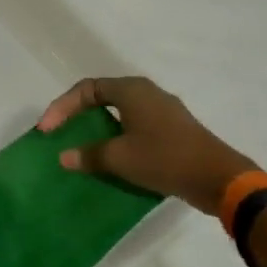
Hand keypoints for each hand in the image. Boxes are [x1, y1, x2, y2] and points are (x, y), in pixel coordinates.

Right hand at [37, 76, 255, 215]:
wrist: (219, 178)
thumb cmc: (165, 158)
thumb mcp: (120, 158)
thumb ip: (89, 155)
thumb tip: (65, 157)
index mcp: (132, 90)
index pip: (87, 88)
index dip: (62, 106)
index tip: (47, 130)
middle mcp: (148, 93)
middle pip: (102, 96)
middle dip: (77, 114)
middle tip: (60, 133)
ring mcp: (163, 112)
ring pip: (120, 113)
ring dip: (98, 128)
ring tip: (81, 146)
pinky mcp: (173, 131)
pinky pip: (135, 127)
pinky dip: (117, 138)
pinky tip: (111, 158)